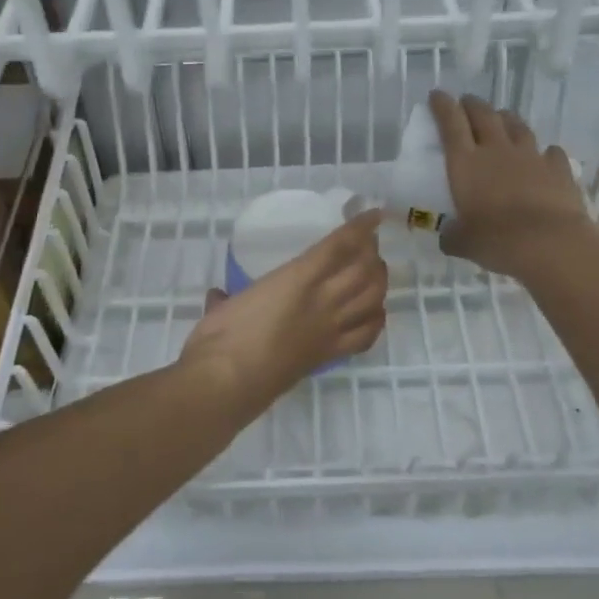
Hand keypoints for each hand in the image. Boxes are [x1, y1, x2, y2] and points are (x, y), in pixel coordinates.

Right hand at [181, 210, 388, 398]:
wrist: (227, 383)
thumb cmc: (221, 336)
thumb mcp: (223, 306)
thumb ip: (225, 298)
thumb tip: (219, 297)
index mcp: (296, 279)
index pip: (338, 246)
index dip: (360, 228)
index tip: (373, 215)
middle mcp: (322, 301)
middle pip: (364, 270)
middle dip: (372, 252)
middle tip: (369, 243)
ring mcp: (329, 330)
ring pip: (372, 299)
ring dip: (379, 281)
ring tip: (376, 271)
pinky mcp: (329, 356)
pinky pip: (366, 336)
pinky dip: (376, 319)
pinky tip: (374, 312)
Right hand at [428, 90, 592, 281]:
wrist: (550, 244)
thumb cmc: (496, 240)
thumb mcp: (463, 242)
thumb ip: (453, 236)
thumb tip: (448, 237)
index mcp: (466, 163)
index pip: (451, 123)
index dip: (443, 106)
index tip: (437, 95)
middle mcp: (497, 150)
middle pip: (484, 115)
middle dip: (473, 105)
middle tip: (467, 102)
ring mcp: (531, 157)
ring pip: (517, 126)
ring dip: (507, 119)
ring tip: (502, 118)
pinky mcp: (559, 169)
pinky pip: (551, 152)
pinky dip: (545, 151)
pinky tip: (545, 155)